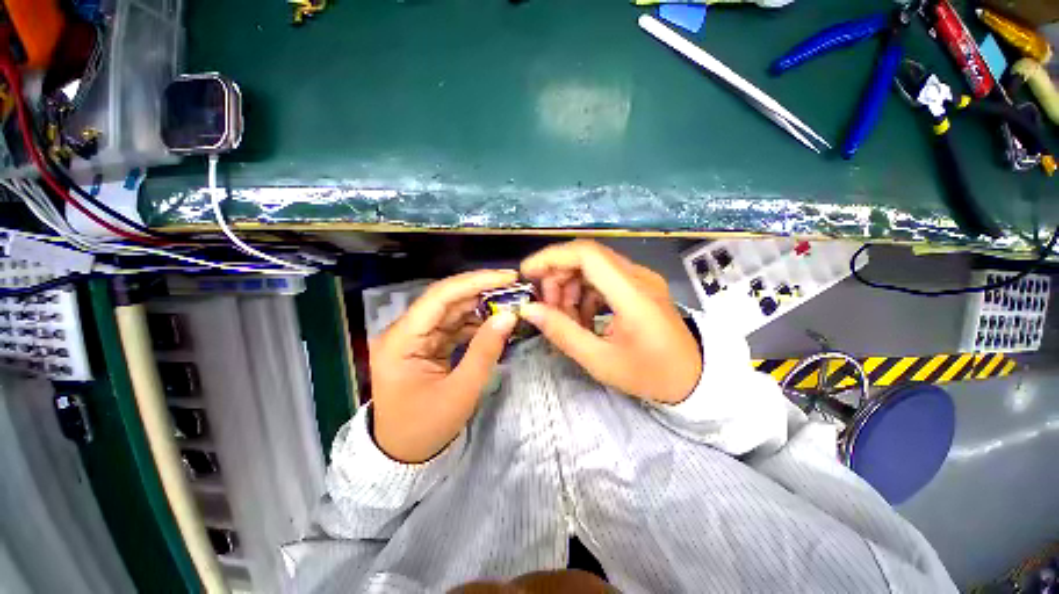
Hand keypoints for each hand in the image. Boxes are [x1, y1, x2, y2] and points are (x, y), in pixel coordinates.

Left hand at [370, 270, 519, 462]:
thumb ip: (485, 350)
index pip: (440, 297)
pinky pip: (453, 325)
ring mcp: (415, 337)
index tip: (507, 277)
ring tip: (510, 302)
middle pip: (446, 300)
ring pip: (452, 310)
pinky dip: (475, 322)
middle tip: (515, 287)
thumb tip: (509, 316)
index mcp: (402, 340)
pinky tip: (495, 321)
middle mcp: (405, 331)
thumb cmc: (426, 428)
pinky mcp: (426, 344)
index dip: (475, 282)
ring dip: (481, 305)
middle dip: (482, 291)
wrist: (402, 454)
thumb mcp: (461, 391)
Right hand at [519, 240, 700, 403]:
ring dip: (570, 285)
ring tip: (563, 316)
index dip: (552, 257)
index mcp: (633, 295)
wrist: (693, 379)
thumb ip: (562, 332)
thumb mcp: (600, 361)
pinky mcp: (640, 286)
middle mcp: (639, 277)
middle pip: (587, 257)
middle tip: (546, 306)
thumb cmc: (649, 375)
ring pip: (593, 266)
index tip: (527, 274)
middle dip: (558, 276)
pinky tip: (582, 316)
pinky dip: (585, 292)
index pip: (587, 254)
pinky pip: (604, 278)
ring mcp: (641, 279)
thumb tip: (529, 310)